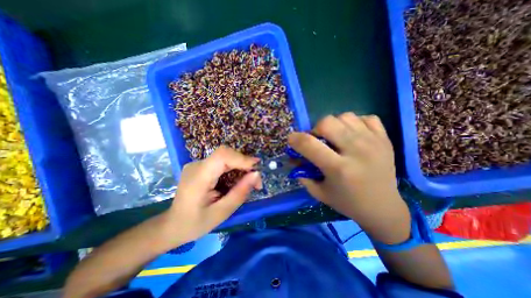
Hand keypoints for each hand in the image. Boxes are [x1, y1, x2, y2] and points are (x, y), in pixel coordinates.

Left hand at [161, 146, 260, 245]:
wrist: (172, 225)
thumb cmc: (195, 224)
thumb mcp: (221, 213)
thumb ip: (239, 193)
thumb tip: (256, 174)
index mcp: (198, 178)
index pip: (222, 156)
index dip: (242, 158)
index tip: (257, 168)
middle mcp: (197, 165)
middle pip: (226, 154)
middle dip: (244, 164)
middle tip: (256, 181)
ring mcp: (197, 164)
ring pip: (226, 157)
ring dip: (241, 166)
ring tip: (249, 182)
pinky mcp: (201, 166)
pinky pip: (222, 162)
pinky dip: (234, 168)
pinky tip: (237, 180)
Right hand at [290, 113, 409, 243]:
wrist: (383, 208)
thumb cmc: (347, 202)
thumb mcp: (318, 192)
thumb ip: (302, 173)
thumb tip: (293, 157)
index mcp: (339, 168)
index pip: (309, 144)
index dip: (295, 138)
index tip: (292, 139)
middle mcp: (357, 151)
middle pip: (327, 122)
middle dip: (315, 129)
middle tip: (318, 140)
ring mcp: (374, 142)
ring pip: (345, 116)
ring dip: (334, 125)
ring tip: (336, 138)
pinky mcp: (385, 139)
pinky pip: (366, 117)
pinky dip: (355, 123)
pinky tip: (353, 135)